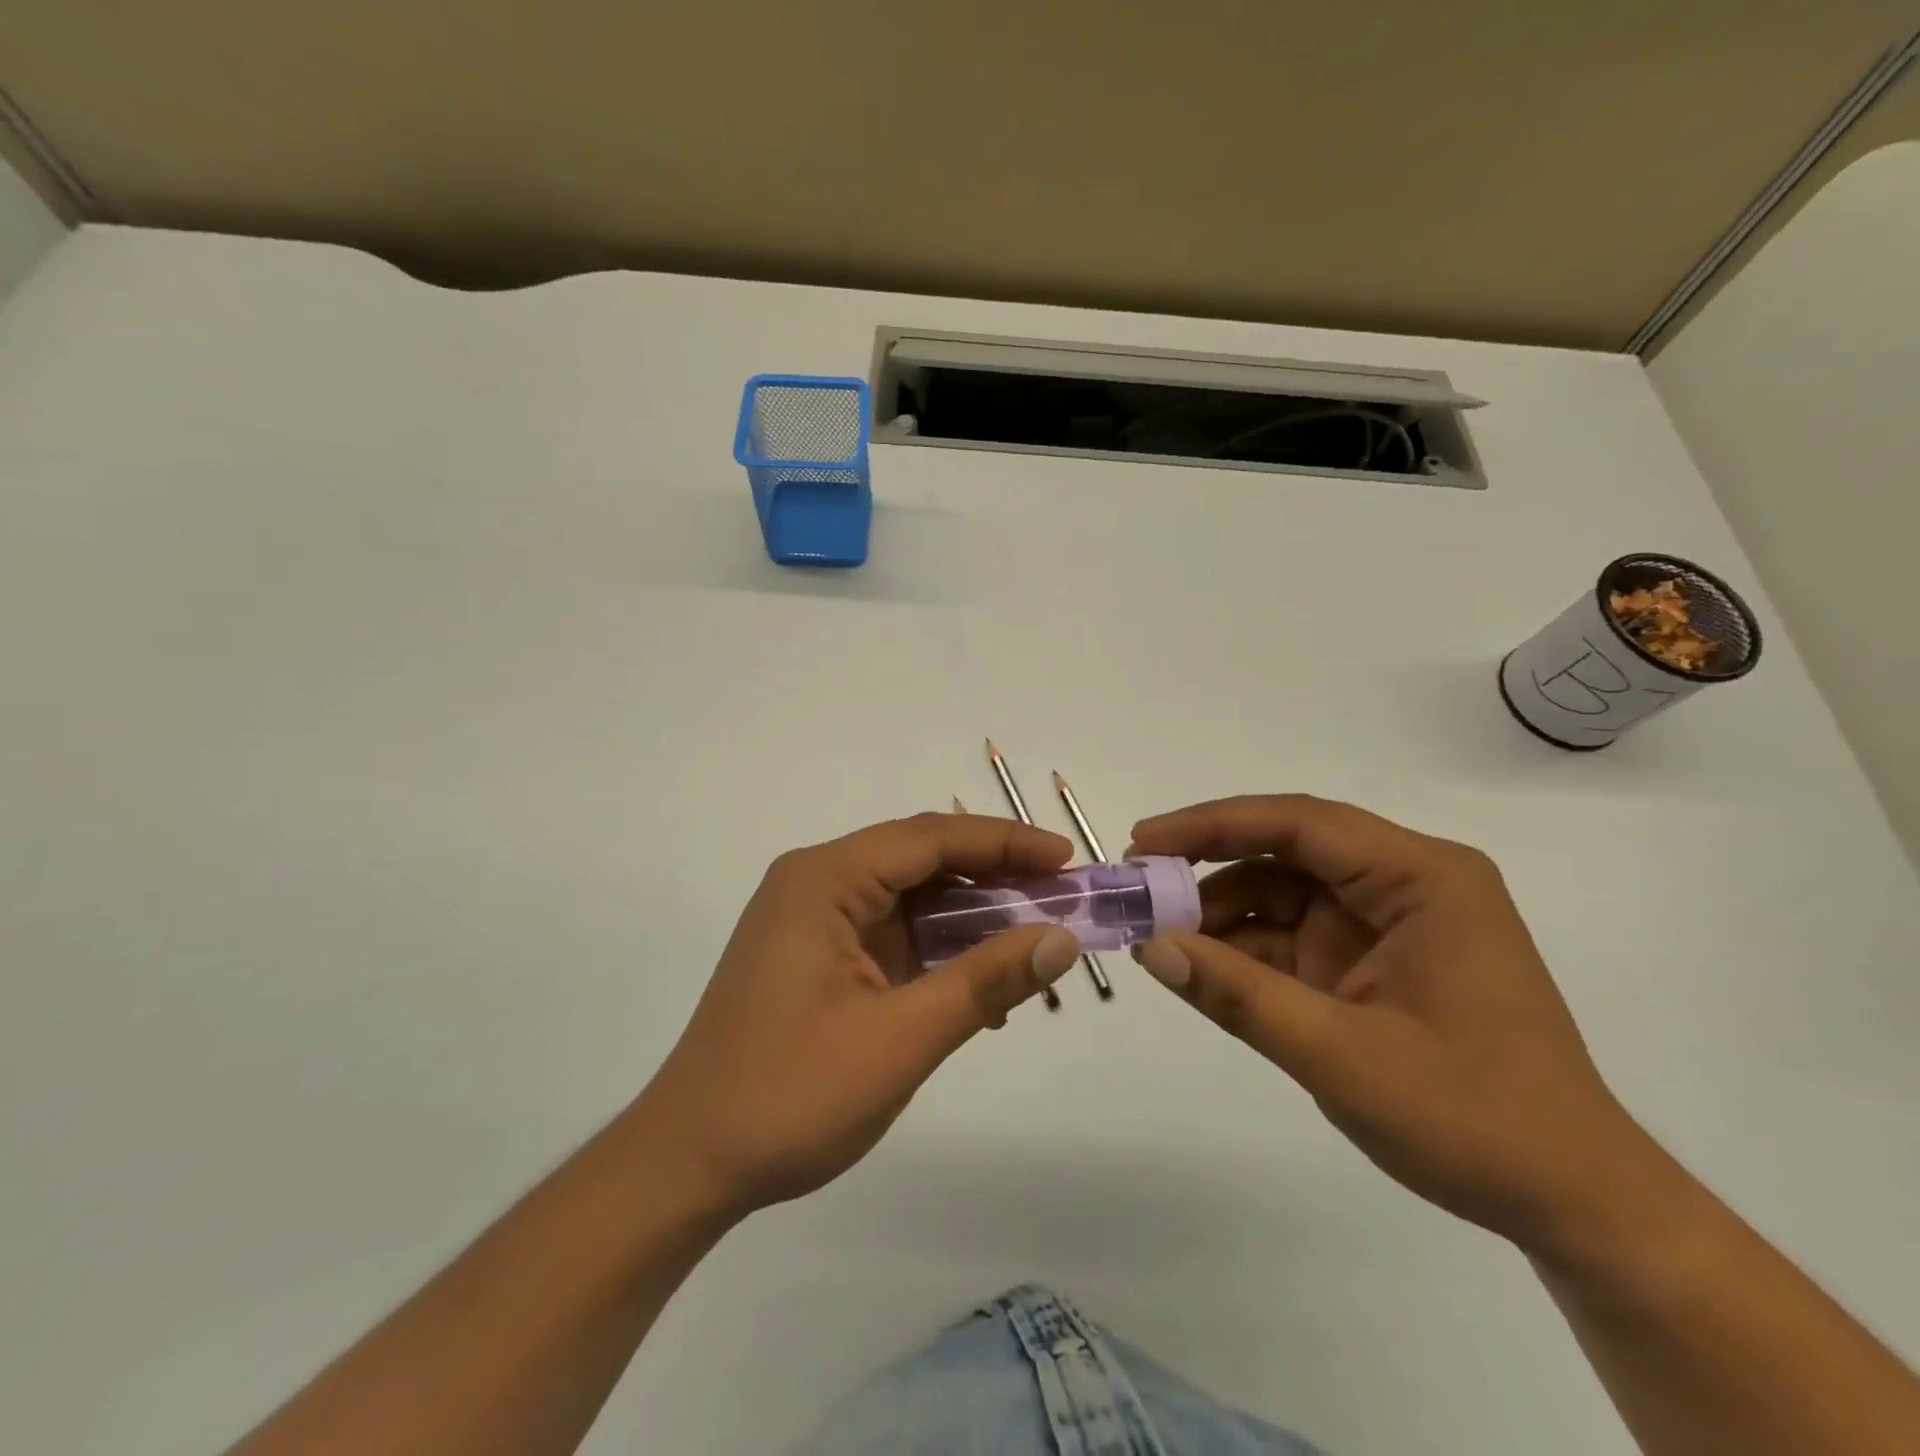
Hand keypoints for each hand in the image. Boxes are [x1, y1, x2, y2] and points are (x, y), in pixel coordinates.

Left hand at [637, 813, 1083, 1217]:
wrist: (689, 1164)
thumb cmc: (788, 1096)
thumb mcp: (900, 1039)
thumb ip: (983, 982)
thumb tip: (1061, 939)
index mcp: (823, 880)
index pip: (930, 838)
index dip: (1004, 843)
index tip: (1066, 860)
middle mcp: (816, 884)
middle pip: (921, 861)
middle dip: (994, 877)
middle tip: (1061, 899)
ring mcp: (815, 920)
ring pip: (911, 898)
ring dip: (971, 919)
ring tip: (1034, 942)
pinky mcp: (819, 956)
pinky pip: (893, 934)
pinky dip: (940, 951)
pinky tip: (980, 987)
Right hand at [1128, 794, 1664, 1257]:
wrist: (1573, 1203)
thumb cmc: (1475, 1121)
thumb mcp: (1342, 1057)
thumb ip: (1239, 996)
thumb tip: (1150, 947)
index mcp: (1422, 879)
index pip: (1300, 823)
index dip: (1213, 824)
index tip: (1144, 842)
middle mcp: (1405, 883)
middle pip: (1287, 848)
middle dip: (1209, 863)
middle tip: (1139, 884)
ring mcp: (1386, 922)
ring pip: (1281, 891)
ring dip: (1219, 910)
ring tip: (1158, 935)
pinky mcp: (1370, 959)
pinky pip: (1291, 934)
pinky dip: (1242, 947)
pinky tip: (1199, 964)